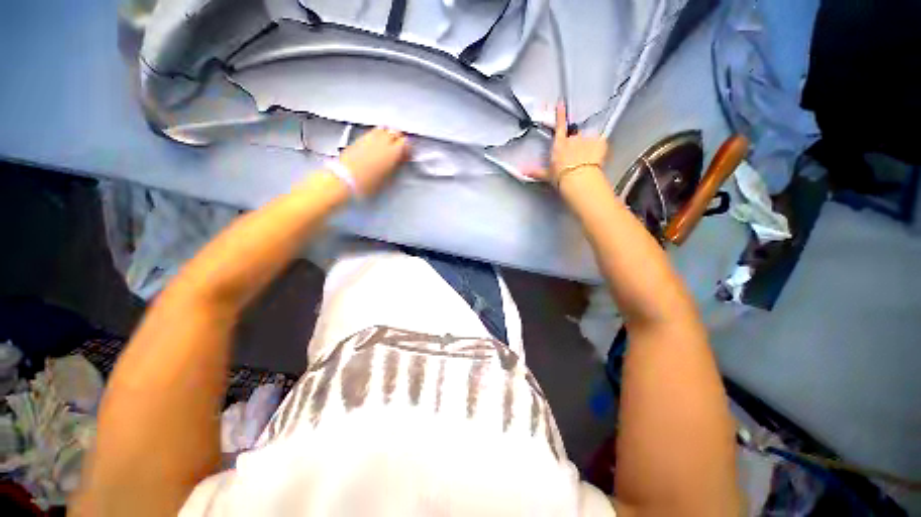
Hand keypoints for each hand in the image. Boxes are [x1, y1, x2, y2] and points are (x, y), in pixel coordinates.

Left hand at [337, 127, 410, 195]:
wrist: (345, 178)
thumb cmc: (369, 182)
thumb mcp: (388, 178)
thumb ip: (396, 166)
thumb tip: (400, 160)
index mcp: (392, 152)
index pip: (406, 142)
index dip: (408, 149)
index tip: (407, 156)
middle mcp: (382, 141)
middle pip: (395, 132)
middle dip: (399, 139)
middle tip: (400, 149)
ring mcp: (370, 138)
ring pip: (384, 129)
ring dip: (388, 135)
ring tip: (388, 145)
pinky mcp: (360, 138)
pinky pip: (373, 132)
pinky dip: (378, 135)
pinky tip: (376, 144)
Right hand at [529, 103, 607, 186]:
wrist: (579, 180)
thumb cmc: (563, 177)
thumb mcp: (547, 175)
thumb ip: (535, 171)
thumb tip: (525, 172)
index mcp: (560, 144)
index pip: (559, 125)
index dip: (560, 113)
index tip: (561, 104)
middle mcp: (573, 138)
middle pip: (575, 134)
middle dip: (576, 142)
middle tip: (577, 155)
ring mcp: (587, 139)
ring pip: (589, 137)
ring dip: (588, 145)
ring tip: (588, 158)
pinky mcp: (600, 143)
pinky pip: (601, 141)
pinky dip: (600, 147)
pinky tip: (598, 156)